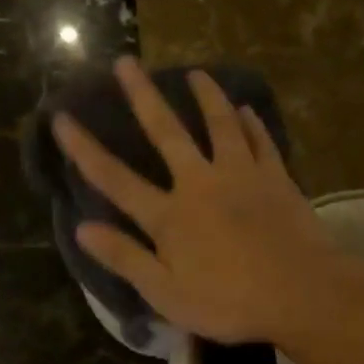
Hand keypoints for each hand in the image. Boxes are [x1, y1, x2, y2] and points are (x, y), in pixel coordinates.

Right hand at [52, 58, 351, 344]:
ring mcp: (241, 175)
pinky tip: (246, 110)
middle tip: (126, 62)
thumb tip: (82, 228)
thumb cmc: (229, 301)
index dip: (84, 149)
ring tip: (195, 73)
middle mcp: (200, 183)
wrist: (301, 292)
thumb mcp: (166, 292)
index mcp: (169, 215)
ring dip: (206, 96)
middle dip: (143, 97)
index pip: (115, 178)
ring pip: (219, 124)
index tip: (62, 118)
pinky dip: (251, 124)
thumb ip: (125, 257)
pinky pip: (260, 142)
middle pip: (166, 133)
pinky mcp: (275, 178)